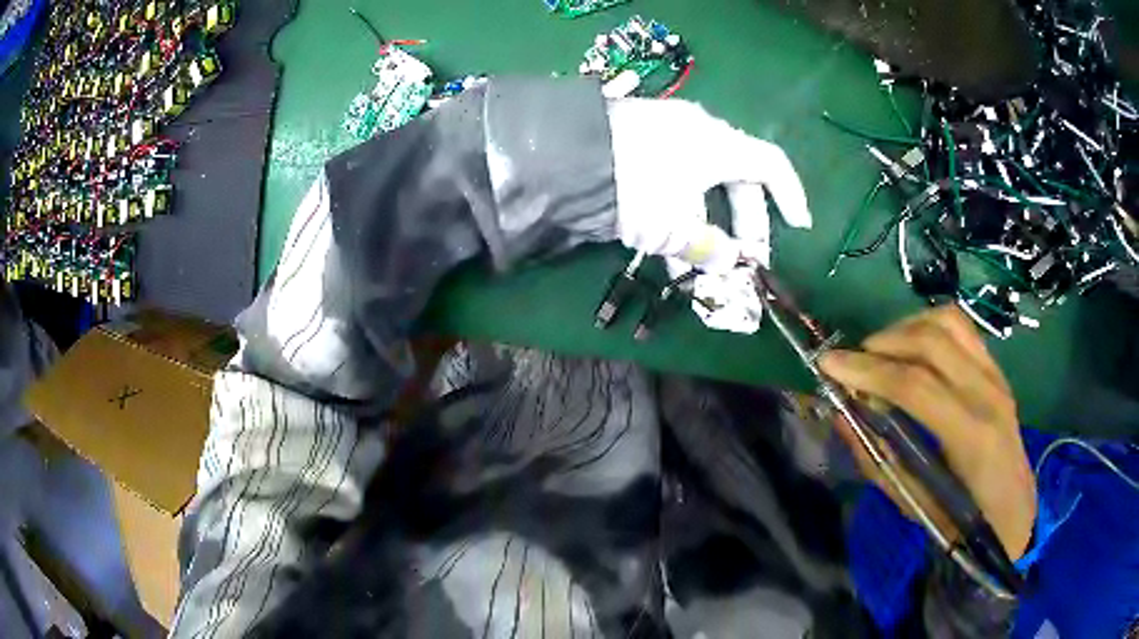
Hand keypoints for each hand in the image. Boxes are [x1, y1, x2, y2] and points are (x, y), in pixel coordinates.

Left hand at [607, 99, 811, 272]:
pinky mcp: (637, 143)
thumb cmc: (636, 188)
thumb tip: (730, 263)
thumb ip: (709, 249)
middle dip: (743, 225)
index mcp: (720, 144)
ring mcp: (665, 135)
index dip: (790, 196)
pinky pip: (674, 180)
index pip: (771, 165)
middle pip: (737, 179)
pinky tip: (668, 251)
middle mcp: (698, 133)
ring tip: (699, 272)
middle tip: (744, 261)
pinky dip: (678, 213)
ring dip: (705, 229)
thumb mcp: (675, 227)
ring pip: (701, 186)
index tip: (799, 227)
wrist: (562, 156)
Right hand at [819, 306, 1036, 559]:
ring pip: (947, 322)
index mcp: (972, 437)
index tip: (828, 364)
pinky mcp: (996, 367)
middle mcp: (988, 394)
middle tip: (852, 361)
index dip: (867, 371)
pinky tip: (911, 348)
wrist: (1015, 510)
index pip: (915, 386)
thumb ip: (878, 459)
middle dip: (881, 344)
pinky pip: (960, 327)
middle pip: (931, 342)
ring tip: (881, 350)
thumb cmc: (964, 521)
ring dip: (905, 327)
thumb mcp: (915, 504)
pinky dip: (927, 326)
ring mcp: (996, 374)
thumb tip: (843, 417)